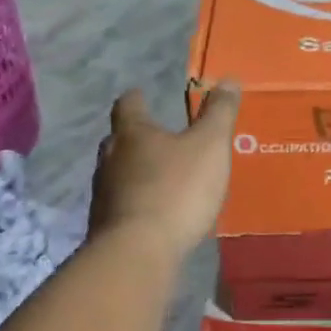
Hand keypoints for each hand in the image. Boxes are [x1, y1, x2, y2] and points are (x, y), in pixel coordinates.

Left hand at [88, 85, 239, 260]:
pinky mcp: (105, 225)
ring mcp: (103, 193)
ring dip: (134, 171)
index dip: (136, 98)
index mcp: (133, 134)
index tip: (141, 94)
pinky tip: (153, 212)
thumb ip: (219, 113)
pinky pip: (121, 204)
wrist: (138, 251)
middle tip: (156, 137)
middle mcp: (110, 158)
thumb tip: (227, 79)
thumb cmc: (177, 189)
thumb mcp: (210, 146)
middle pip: (118, 140)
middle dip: (135, 137)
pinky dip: (136, 201)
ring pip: (117, 173)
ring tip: (158, 176)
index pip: (127, 106)